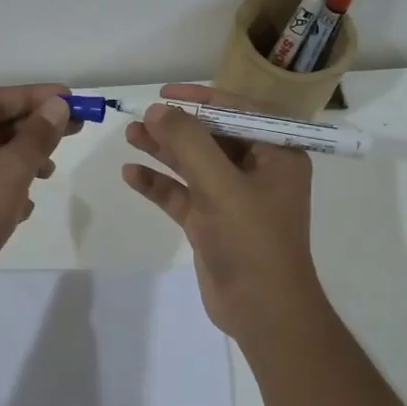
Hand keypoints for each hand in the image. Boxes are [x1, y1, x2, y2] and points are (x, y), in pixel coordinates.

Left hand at [0, 83, 79, 313]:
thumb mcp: (10, 169)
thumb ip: (37, 135)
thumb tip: (57, 106)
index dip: (36, 96)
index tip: (72, 99)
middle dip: (33, 129)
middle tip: (75, 129)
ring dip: (23, 160)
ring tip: (49, 172)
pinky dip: (7, 189)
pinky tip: (24, 207)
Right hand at [121, 83, 323, 337]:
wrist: (263, 312)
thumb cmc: (252, 241)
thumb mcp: (221, 186)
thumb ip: (189, 143)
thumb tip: (157, 110)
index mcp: (277, 155)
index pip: (240, 112)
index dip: (203, 98)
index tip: (166, 93)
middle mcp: (257, 172)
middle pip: (212, 137)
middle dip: (176, 126)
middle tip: (140, 116)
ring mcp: (233, 199)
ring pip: (194, 165)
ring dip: (163, 151)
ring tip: (129, 135)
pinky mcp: (211, 223)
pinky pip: (182, 195)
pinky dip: (159, 184)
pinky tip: (131, 174)